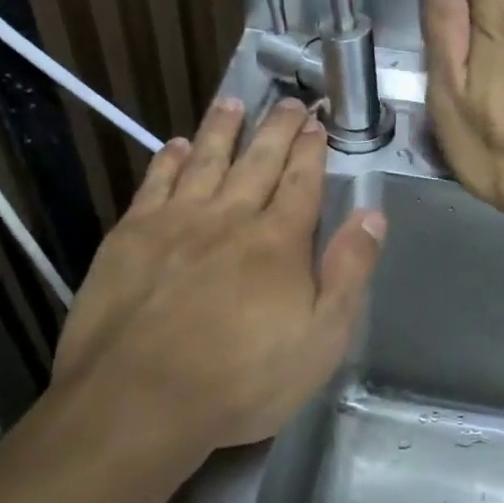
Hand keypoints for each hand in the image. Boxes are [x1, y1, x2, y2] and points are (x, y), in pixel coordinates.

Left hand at [45, 97, 385, 462]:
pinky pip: (155, 183)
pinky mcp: (130, 236)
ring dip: (222, 128)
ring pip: (206, 160)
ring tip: (233, 102)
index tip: (317, 124)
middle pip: (258, 161)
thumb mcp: (321, 340)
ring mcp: (175, 222)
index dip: (312, 150)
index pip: (301, 182)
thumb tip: (372, 215)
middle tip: (288, 102)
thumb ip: (349, 273)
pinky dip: (169, 160)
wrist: (138, 400)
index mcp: (278, 241)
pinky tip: (176, 146)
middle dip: (277, 128)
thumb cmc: (241, 380)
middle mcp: (229, 217)